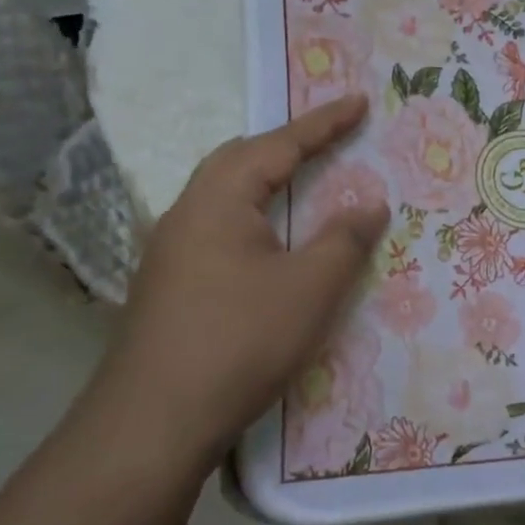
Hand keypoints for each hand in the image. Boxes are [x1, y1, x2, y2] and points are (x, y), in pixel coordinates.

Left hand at [108, 93, 389, 455]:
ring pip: (225, 198)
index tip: (359, 102)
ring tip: (303, 184)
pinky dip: (255, 221)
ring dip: (267, 183)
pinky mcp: (170, 288)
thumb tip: (371, 205)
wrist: (153, 423)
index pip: (278, 146)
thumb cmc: (239, 341)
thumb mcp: (309, 288)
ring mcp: (171, 253)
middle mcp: (186, 214)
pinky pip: (220, 232)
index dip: (324, 123)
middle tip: (328, 140)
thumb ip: (345, 240)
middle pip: (240, 161)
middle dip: (287, 145)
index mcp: (218, 200)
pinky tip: (270, 247)